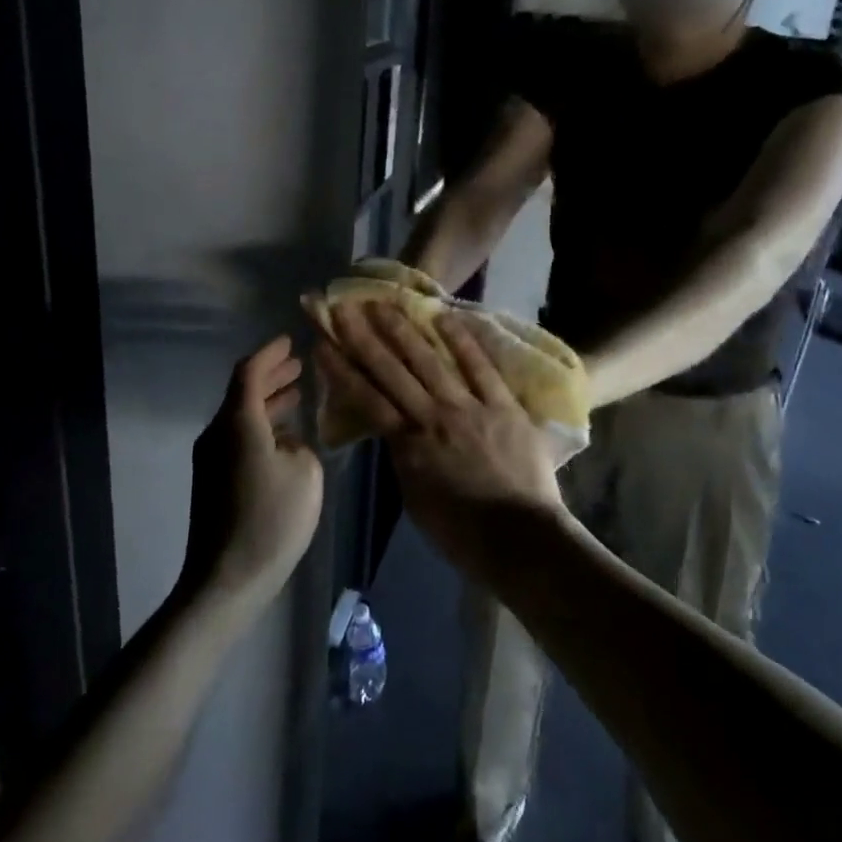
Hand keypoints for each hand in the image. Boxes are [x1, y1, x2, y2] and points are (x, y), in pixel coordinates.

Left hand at [185, 337, 323, 607]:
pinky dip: (262, 427)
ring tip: (297, 394)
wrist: (226, 580)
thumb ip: (300, 445)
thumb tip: (286, 443)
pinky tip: (285, 437)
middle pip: (242, 393)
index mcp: (238, 423)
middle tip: (298, 365)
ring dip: (268, 403)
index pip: (249, 372)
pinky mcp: (213, 482)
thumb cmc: (271, 520)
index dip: (270, 353)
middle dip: (271, 376)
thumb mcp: (305, 473)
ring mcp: (211, 459)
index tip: (290, 340)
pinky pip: (239, 439)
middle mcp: (218, 434)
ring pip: (241, 417)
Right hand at [315, 304, 564, 581]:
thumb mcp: (416, 499)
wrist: (519, 539)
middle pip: (391, 371)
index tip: (322, 344)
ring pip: (429, 362)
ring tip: (382, 303)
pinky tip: (443, 316)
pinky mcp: (502, 405)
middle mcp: (432, 417)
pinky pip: (480, 367)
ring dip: (403, 330)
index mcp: (408, 445)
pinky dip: (462, 342)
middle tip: (343, 308)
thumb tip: (396, 432)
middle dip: (363, 337)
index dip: (342, 369)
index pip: (366, 399)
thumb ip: (404, 459)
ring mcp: (468, 407)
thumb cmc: (462, 533)